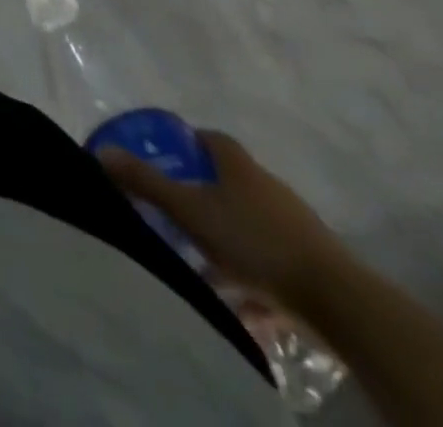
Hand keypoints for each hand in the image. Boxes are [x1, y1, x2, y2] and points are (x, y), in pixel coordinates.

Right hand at [98, 129, 347, 309]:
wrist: (340, 302)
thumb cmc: (254, 240)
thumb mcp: (189, 209)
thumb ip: (145, 181)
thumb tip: (101, 152)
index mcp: (239, 166)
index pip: (211, 139)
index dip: (188, 141)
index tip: (167, 153)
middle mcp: (269, 189)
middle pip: (230, 181)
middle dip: (203, 193)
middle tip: (173, 207)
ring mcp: (296, 228)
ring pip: (250, 225)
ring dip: (227, 239)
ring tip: (200, 260)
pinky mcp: (314, 267)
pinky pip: (273, 265)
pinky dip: (254, 279)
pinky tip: (239, 303)